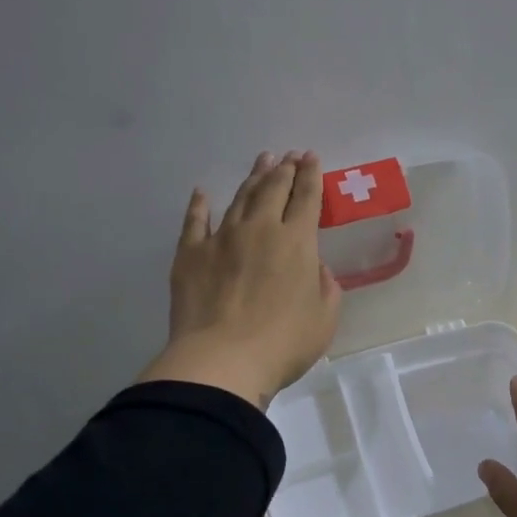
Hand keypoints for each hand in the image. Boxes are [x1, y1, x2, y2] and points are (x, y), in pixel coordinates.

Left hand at [137, 151, 341, 408]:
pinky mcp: (190, 254)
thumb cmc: (283, 344)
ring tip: (262, 162)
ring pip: (240, 198)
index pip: (307, 198)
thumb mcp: (324, 319)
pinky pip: (195, 221)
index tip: (311, 158)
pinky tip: (202, 193)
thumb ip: (326, 287)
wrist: (222, 361)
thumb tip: (316, 268)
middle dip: (284, 169)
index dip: (311, 175)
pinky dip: (200, 205)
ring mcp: (222, 238)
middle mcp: (261, 229)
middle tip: (289, 155)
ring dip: (253, 178)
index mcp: (298, 243)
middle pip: (274, 189)